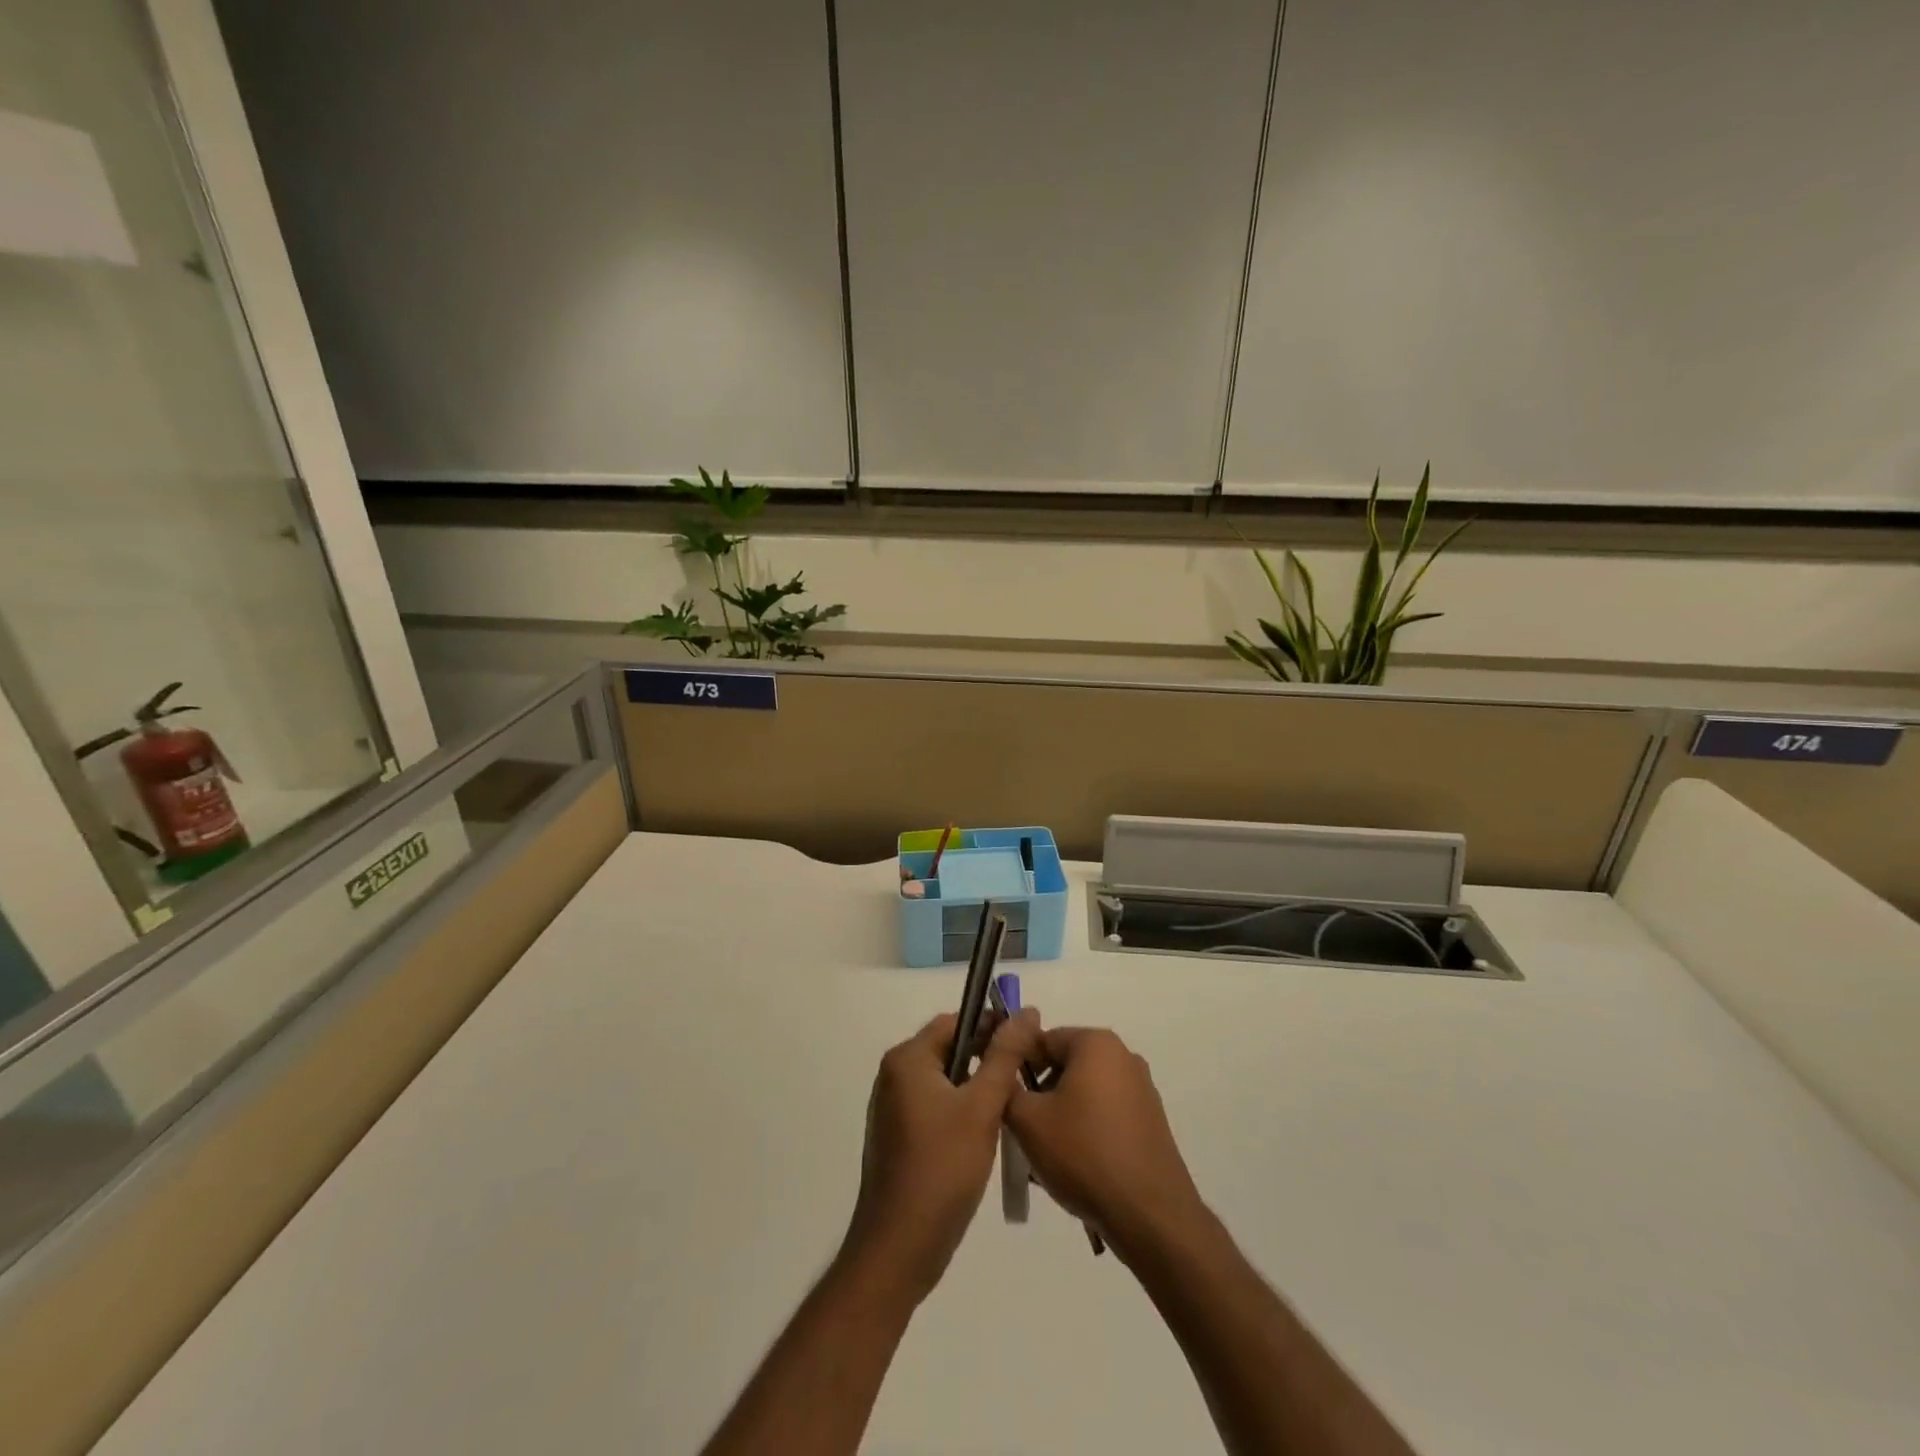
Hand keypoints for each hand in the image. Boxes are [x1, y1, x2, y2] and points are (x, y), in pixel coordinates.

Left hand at [841, 1008, 1042, 1303]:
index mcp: (907, 1060)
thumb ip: (1005, 1055)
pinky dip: (962, 1109)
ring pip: (945, 1080)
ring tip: (1014, 1103)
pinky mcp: (898, 1137)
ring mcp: (893, 1108)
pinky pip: (936, 1106)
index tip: (1029, 1040)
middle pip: (949, 1049)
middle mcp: (894, 1076)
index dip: (992, 1025)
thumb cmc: (942, 1169)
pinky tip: (987, 1132)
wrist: (899, 1249)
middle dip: (987, 1057)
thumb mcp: (982, 1107)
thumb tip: (1025, 1011)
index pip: (955, 1022)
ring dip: (977, 1086)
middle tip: (1027, 1073)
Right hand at [1006, 1027, 1207, 1261]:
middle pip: (1065, 1064)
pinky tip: (1075, 1165)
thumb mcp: (1028, 1121)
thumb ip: (1005, 1088)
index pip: (1042, 1040)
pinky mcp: (1151, 1121)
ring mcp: (1142, 1089)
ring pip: (1085, 1092)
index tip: (1004, 1097)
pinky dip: (1086, 1129)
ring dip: (1061, 1114)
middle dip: (1040, 1092)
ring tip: (1045, 1154)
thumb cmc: (1084, 1154)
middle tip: (1022, 1128)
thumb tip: (1000, 1076)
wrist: (1150, 1215)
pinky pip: (1106, 1114)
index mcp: (1096, 1043)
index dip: (1017, 1065)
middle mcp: (1123, 1056)